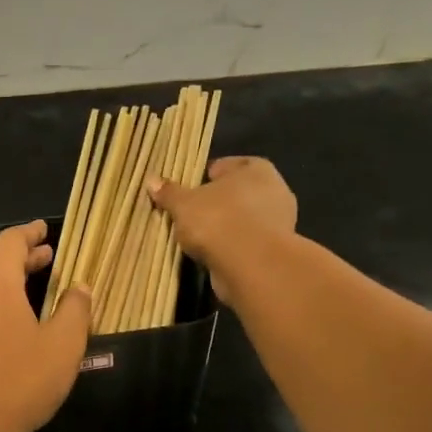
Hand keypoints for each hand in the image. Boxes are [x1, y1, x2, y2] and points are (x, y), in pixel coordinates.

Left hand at [0, 220, 92, 431]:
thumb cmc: (23, 381)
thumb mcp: (63, 345)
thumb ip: (74, 309)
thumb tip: (79, 286)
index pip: (9, 242)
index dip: (28, 233)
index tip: (44, 230)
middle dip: (20, 256)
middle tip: (46, 258)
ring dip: (2, 278)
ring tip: (26, 285)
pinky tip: (0, 319)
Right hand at [149, 156, 297, 298]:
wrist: (251, 265)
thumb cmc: (218, 220)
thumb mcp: (183, 204)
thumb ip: (169, 192)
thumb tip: (152, 180)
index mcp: (256, 169)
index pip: (226, 166)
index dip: (205, 177)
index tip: (188, 191)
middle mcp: (274, 190)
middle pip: (236, 193)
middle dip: (216, 202)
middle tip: (191, 214)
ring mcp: (279, 222)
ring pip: (243, 218)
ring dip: (225, 226)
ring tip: (199, 237)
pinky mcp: (276, 249)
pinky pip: (247, 241)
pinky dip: (233, 246)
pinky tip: (214, 254)